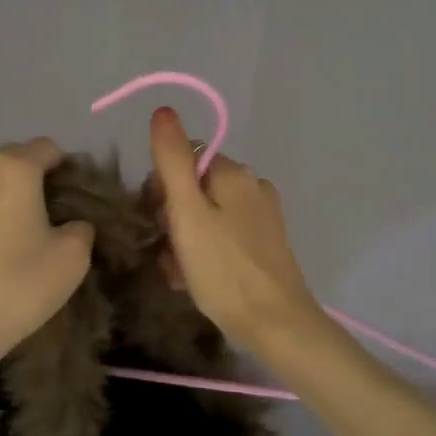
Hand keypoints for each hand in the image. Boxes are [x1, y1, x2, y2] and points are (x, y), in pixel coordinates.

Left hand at [0, 139, 94, 369]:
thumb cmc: (16, 286)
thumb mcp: (72, 259)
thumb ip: (81, 228)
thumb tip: (71, 224)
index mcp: (14, 169)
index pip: (49, 148)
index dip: (68, 168)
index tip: (77, 201)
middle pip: (16, 159)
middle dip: (37, 178)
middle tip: (53, 216)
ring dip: (9, 196)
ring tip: (23, 234)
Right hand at [147, 107, 325, 351]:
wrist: (277, 326)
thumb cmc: (224, 269)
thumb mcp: (187, 213)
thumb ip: (172, 160)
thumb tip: (163, 110)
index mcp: (234, 172)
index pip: (182, 160)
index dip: (161, 189)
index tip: (157, 221)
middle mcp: (252, 186)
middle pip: (193, 188)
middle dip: (172, 218)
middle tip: (168, 253)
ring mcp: (262, 216)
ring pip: (206, 216)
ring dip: (184, 240)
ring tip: (179, 273)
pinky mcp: (265, 244)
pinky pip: (223, 237)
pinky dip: (204, 253)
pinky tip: (196, 280)